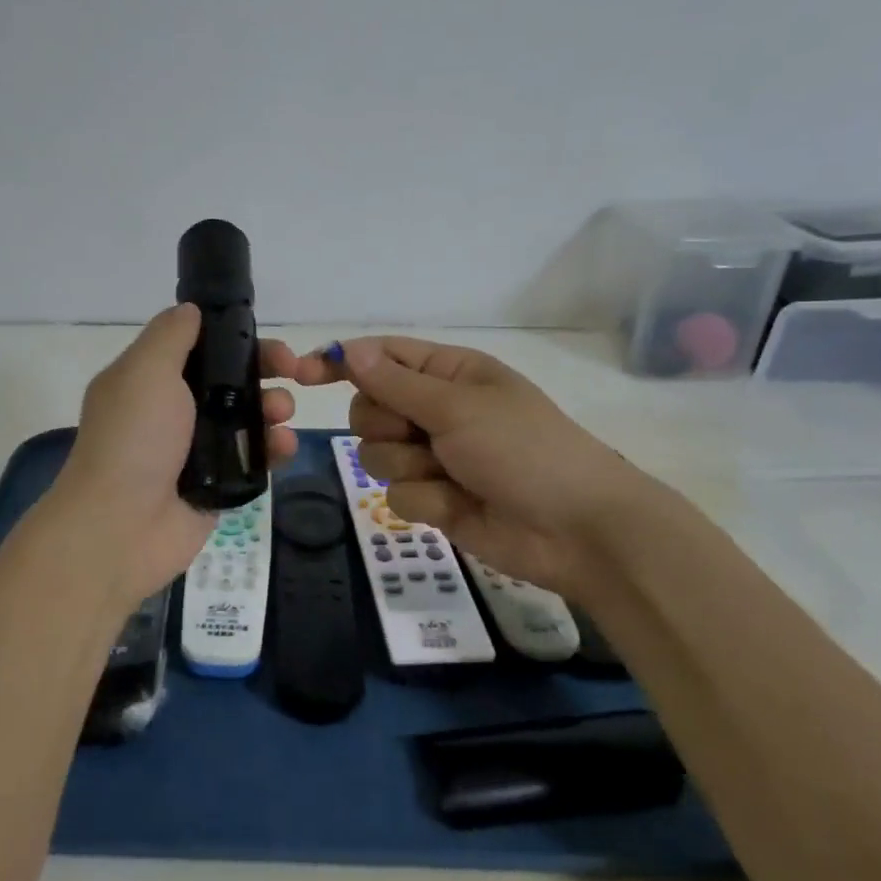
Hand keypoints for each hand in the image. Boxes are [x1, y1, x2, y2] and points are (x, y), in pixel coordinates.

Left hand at [50, 305, 297, 607]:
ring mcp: (196, 450)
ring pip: (247, 418)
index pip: (200, 347)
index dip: (235, 339)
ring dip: (272, 408)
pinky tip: (285, 447)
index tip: (263, 337)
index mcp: (149, 380)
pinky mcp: (217, 485)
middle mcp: (173, 411)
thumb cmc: (133, 439)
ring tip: (282, 415)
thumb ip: (171, 335)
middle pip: (229, 381)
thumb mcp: (146, 371)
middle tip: (292, 371)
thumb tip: (191, 310)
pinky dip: (273, 449)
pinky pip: (253, 458)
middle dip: (264, 370)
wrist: (120, 527)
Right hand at [295, 337, 644, 596]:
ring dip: (407, 464)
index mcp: (448, 373)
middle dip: (386, 423)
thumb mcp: (457, 407)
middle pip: (369, 407)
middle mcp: (436, 409)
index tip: (304, 374)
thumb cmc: (522, 449)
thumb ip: (396, 383)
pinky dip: (424, 498)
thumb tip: (348, 350)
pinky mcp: (433, 497)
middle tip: (420, 433)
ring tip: (449, 473)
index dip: (342, 361)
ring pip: (376, 452)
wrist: (575, 530)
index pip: (382, 356)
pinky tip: (457, 505)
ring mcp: (433, 455)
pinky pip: (396, 492)